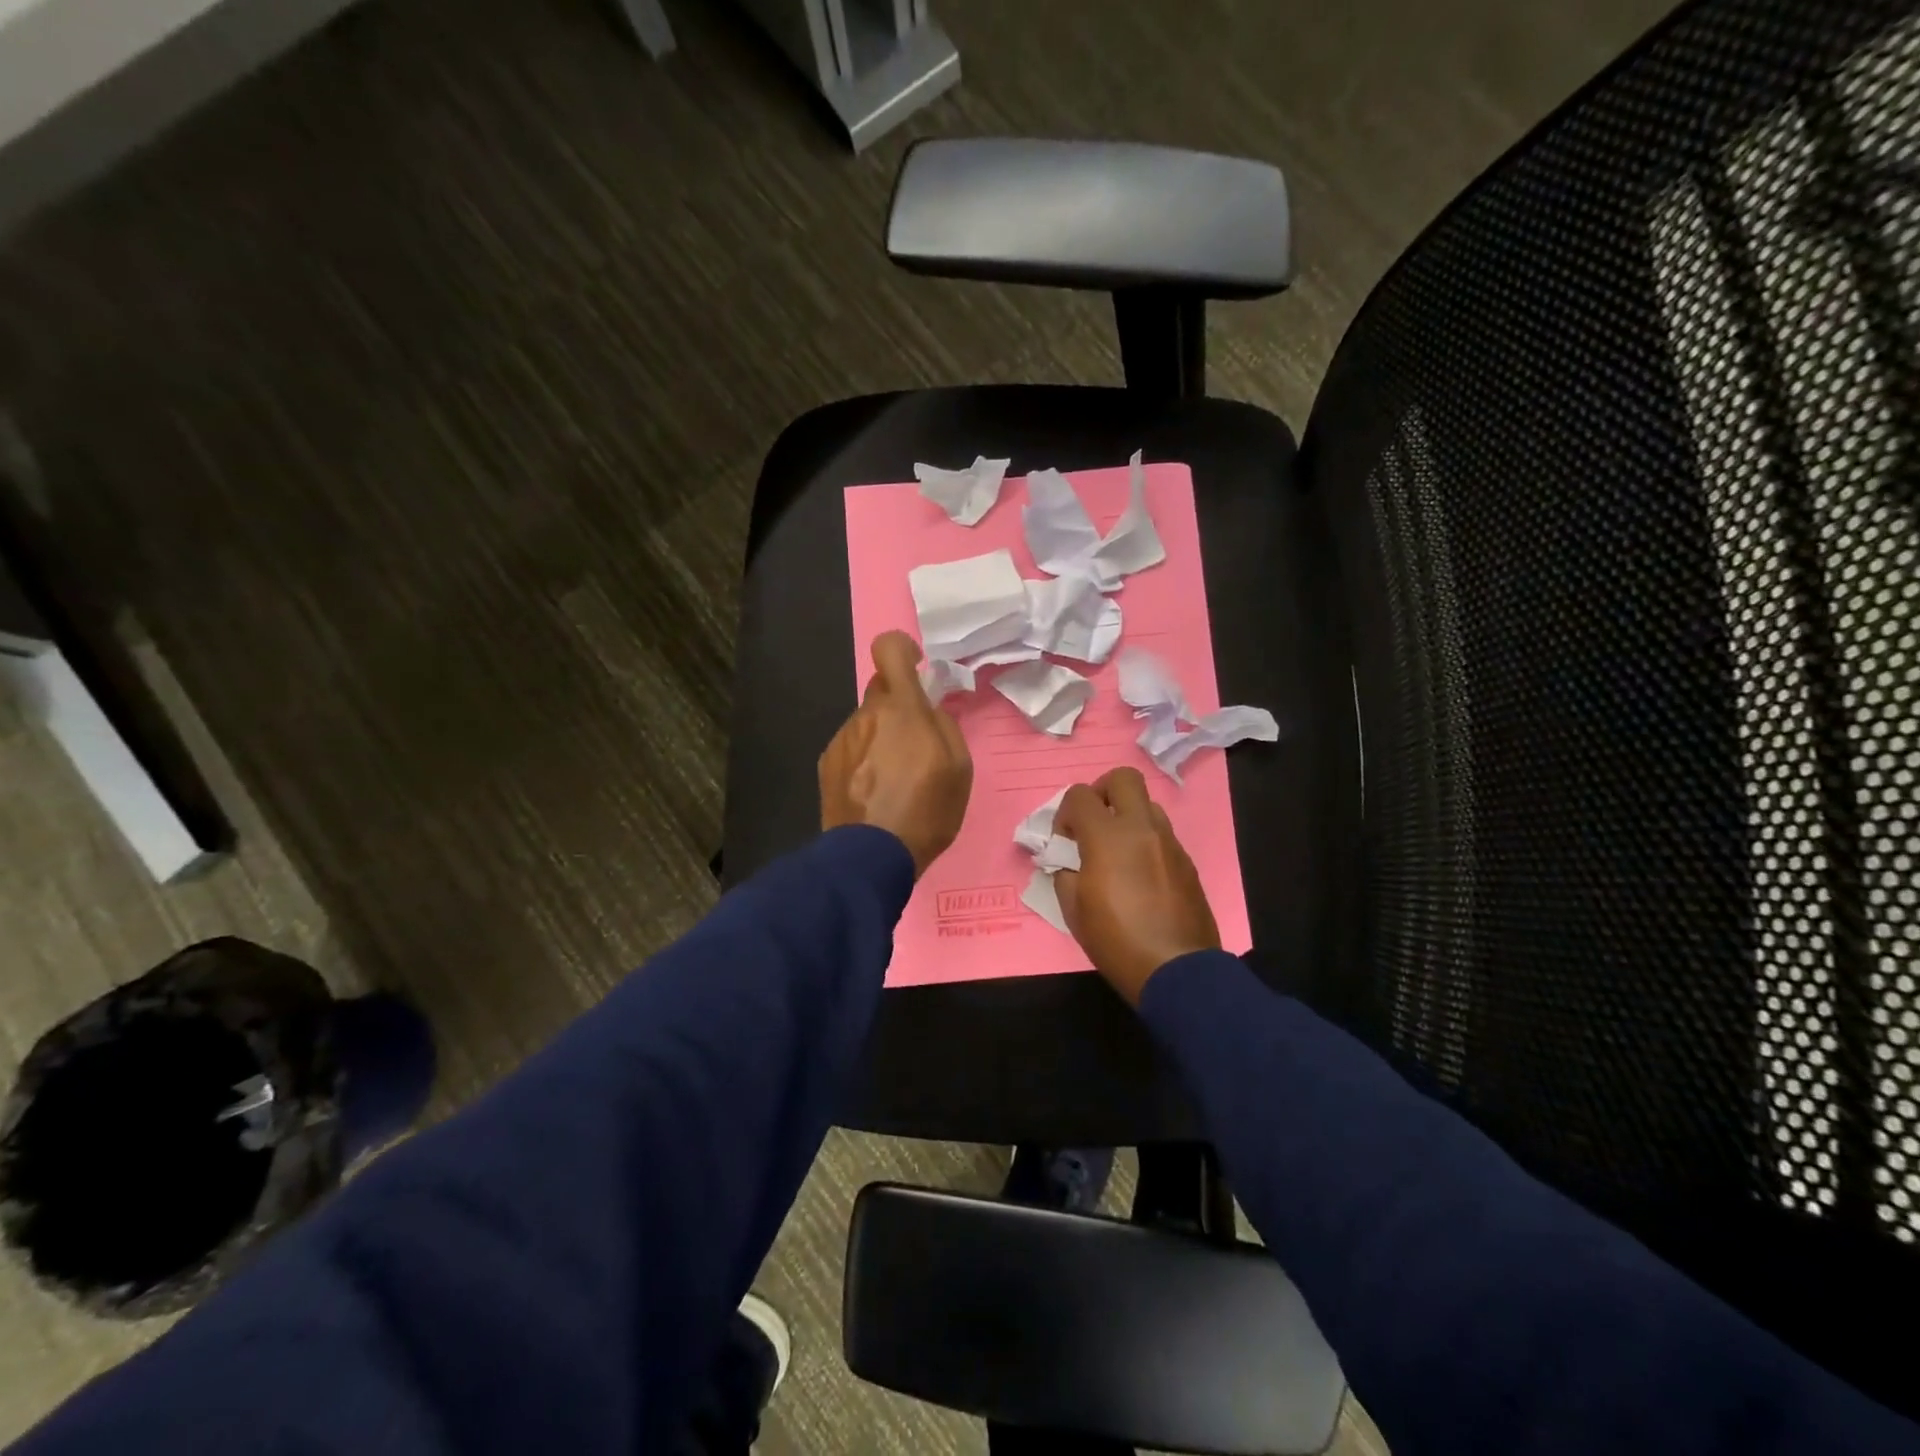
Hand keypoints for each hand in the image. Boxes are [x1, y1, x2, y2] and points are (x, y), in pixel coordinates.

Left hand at [819, 631, 972, 877]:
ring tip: (895, 778)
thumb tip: (929, 710)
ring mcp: (842, 739)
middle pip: (881, 691)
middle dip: (900, 705)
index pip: (888, 649)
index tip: (916, 667)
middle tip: (917, 741)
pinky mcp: (827, 764)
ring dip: (882, 736)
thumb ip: (944, 726)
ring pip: (867, 722)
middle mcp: (866, 715)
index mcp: (901, 709)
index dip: (901, 648)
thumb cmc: (926, 810)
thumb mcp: (960, 768)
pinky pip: (852, 746)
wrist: (871, 856)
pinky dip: (865, 758)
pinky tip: (874, 791)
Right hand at [1053, 767, 1219, 1004]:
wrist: (1177, 969)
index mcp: (1108, 837)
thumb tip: (1067, 861)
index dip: (1065, 812)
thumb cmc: (1116, 940)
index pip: (1080, 795)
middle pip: (1123, 778)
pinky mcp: (1187, 861)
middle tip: (1093, 823)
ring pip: (1147, 804)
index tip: (1064, 839)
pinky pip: (1162, 834)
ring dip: (1127, 816)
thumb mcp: (1073, 910)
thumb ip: (1065, 873)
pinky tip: (1139, 875)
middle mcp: (1142, 828)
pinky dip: (1145, 841)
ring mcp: (1169, 842)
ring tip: (1117, 851)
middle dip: (1102, 792)